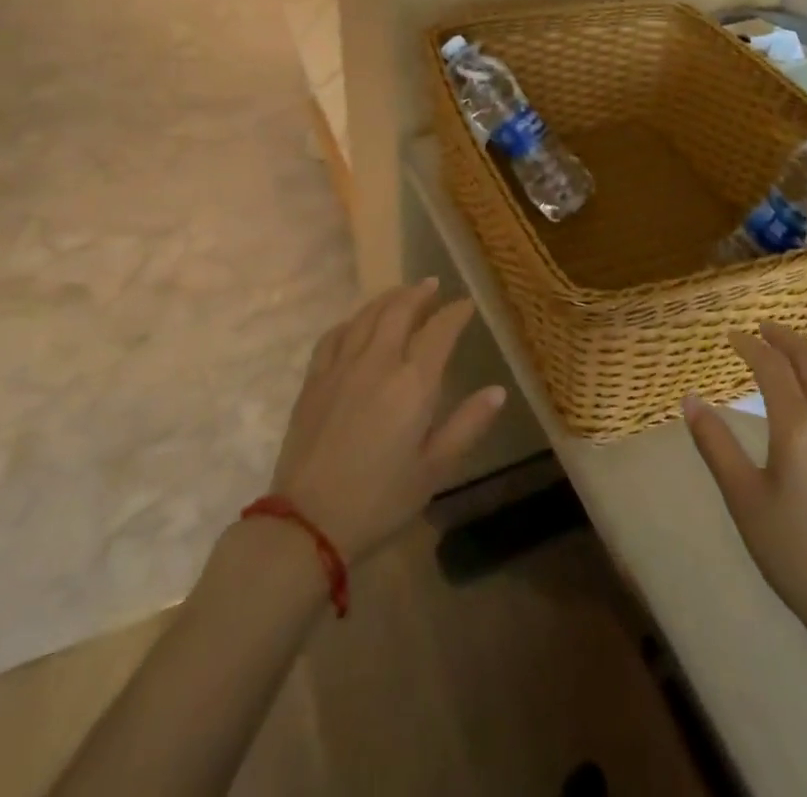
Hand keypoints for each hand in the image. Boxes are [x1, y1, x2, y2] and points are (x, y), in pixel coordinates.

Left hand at [269, 279, 505, 562]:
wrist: (307, 522)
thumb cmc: (380, 499)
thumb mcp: (434, 469)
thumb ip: (467, 425)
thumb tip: (498, 391)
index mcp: (413, 383)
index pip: (439, 331)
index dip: (455, 313)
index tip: (466, 304)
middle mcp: (378, 362)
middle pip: (400, 310)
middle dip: (419, 293)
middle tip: (432, 285)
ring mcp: (342, 367)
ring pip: (367, 316)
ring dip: (387, 299)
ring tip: (400, 294)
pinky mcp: (314, 380)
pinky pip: (334, 335)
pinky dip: (351, 321)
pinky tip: (356, 324)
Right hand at [684, 322, 806, 666]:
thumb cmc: (796, 555)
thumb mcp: (744, 500)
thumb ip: (715, 444)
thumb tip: (690, 399)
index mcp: (800, 426)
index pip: (772, 366)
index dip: (750, 345)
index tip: (732, 336)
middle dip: (785, 338)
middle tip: (763, 328)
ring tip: (791, 353)